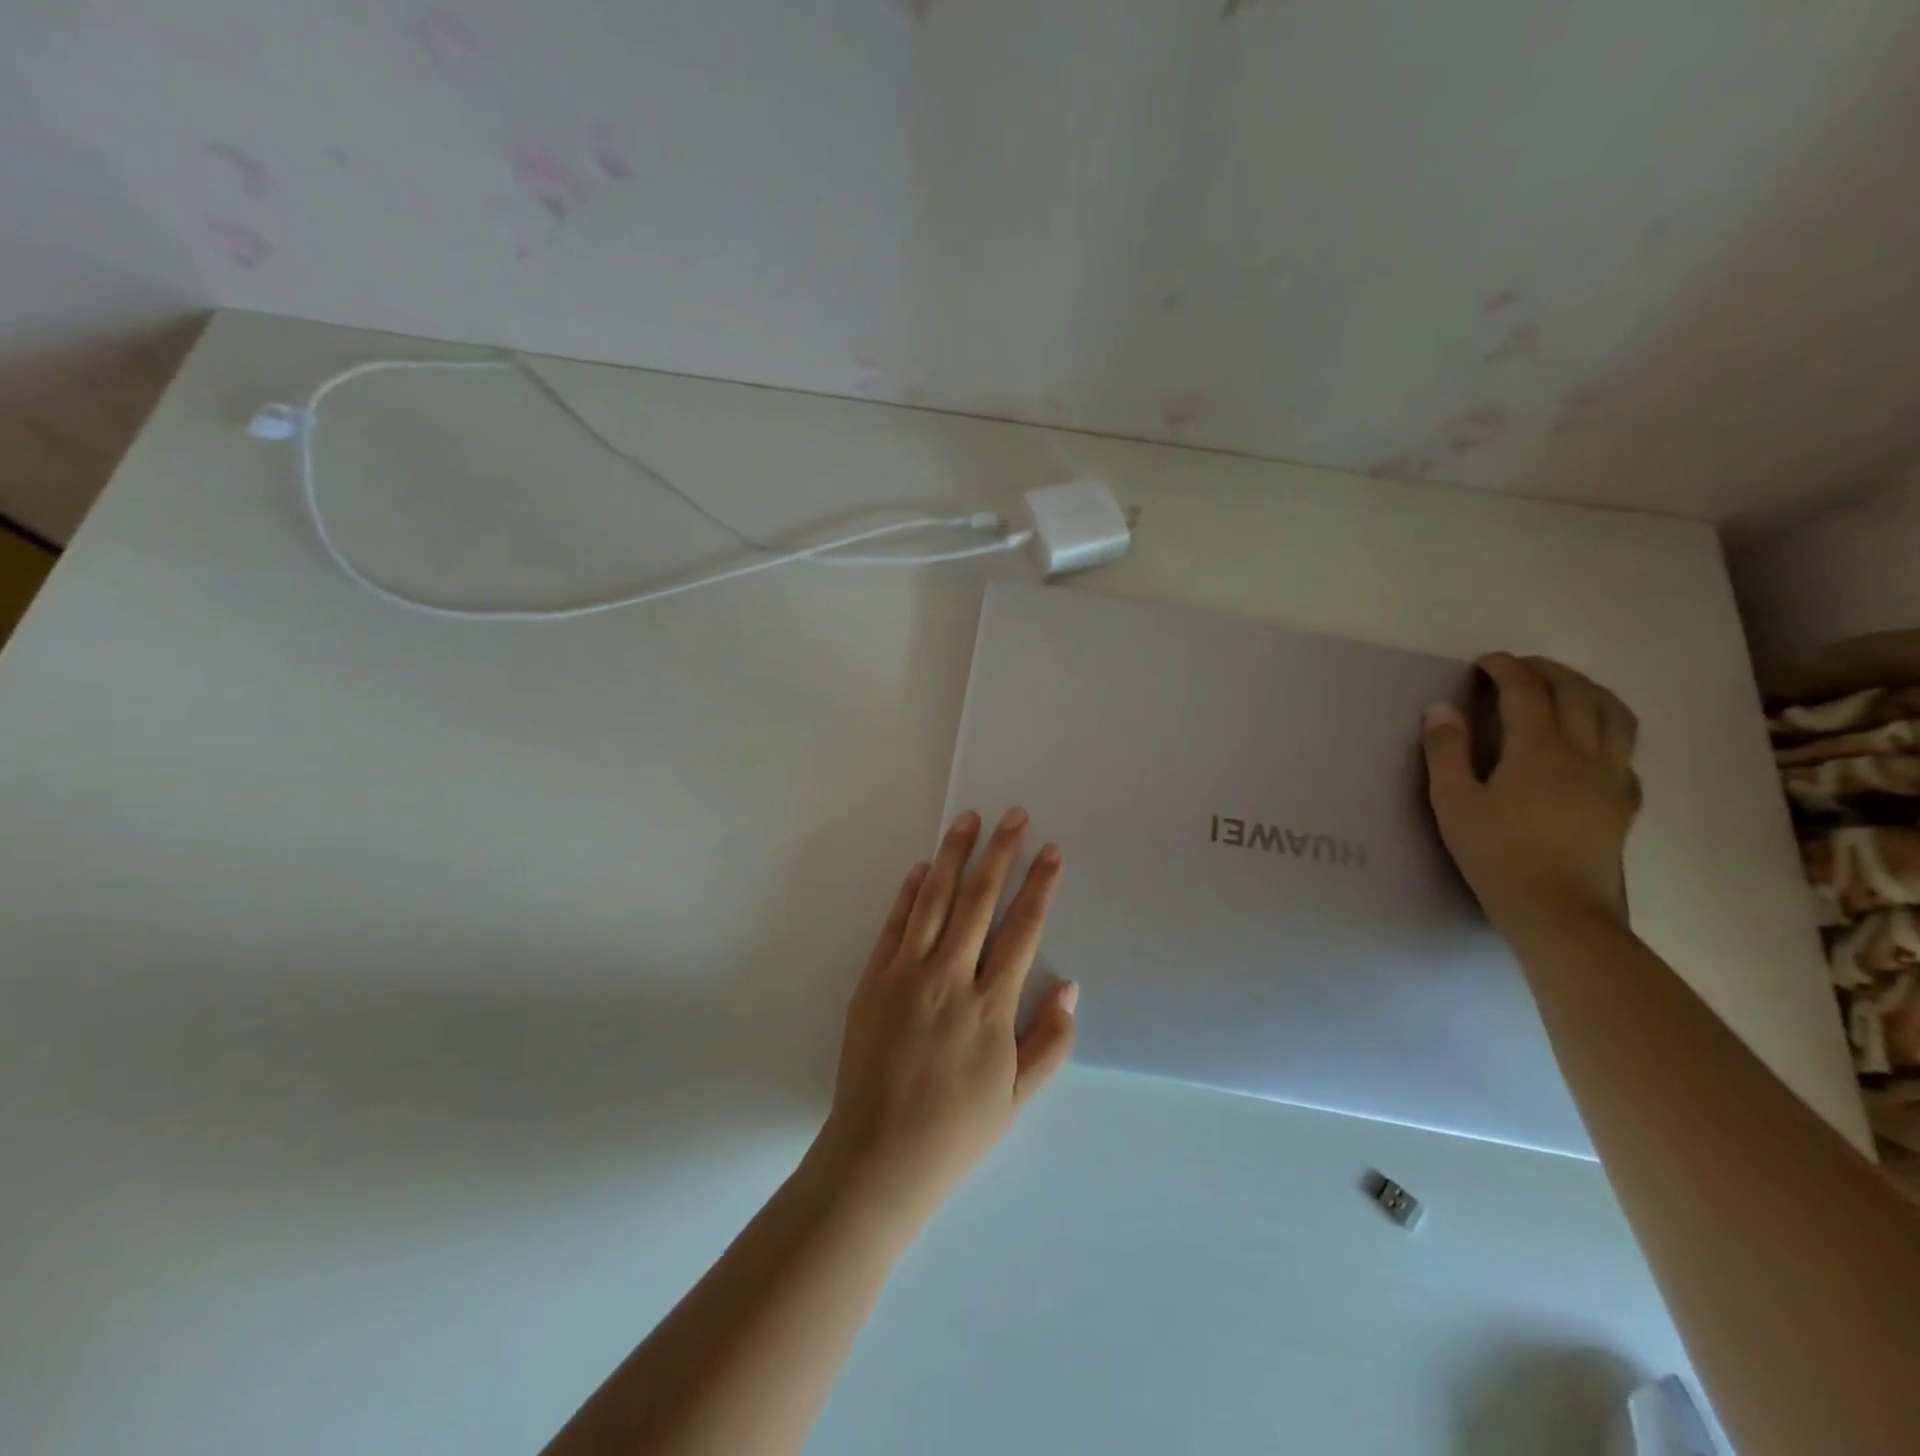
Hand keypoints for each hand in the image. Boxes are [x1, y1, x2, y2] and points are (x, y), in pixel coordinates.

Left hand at [810, 807, 1077, 1222]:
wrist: (877, 1155)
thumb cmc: (955, 1130)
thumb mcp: (1017, 1097)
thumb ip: (1049, 1041)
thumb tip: (1070, 987)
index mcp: (990, 1006)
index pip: (1022, 929)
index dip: (1040, 885)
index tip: (1051, 851)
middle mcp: (949, 978)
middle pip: (979, 900)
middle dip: (1000, 852)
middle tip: (1013, 815)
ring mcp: (906, 974)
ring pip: (934, 900)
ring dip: (953, 856)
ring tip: (967, 819)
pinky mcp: (873, 979)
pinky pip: (895, 924)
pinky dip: (909, 892)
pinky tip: (922, 867)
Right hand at [1422, 653, 1640, 933]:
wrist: (1559, 911)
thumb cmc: (1496, 854)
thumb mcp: (1454, 803)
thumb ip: (1446, 752)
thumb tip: (1442, 709)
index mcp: (1539, 750)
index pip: (1527, 692)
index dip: (1506, 669)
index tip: (1485, 661)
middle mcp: (1584, 754)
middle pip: (1578, 694)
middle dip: (1549, 671)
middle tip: (1519, 667)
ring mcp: (1612, 778)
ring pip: (1615, 716)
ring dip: (1589, 690)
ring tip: (1565, 688)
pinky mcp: (1624, 803)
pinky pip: (1625, 751)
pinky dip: (1607, 729)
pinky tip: (1591, 743)